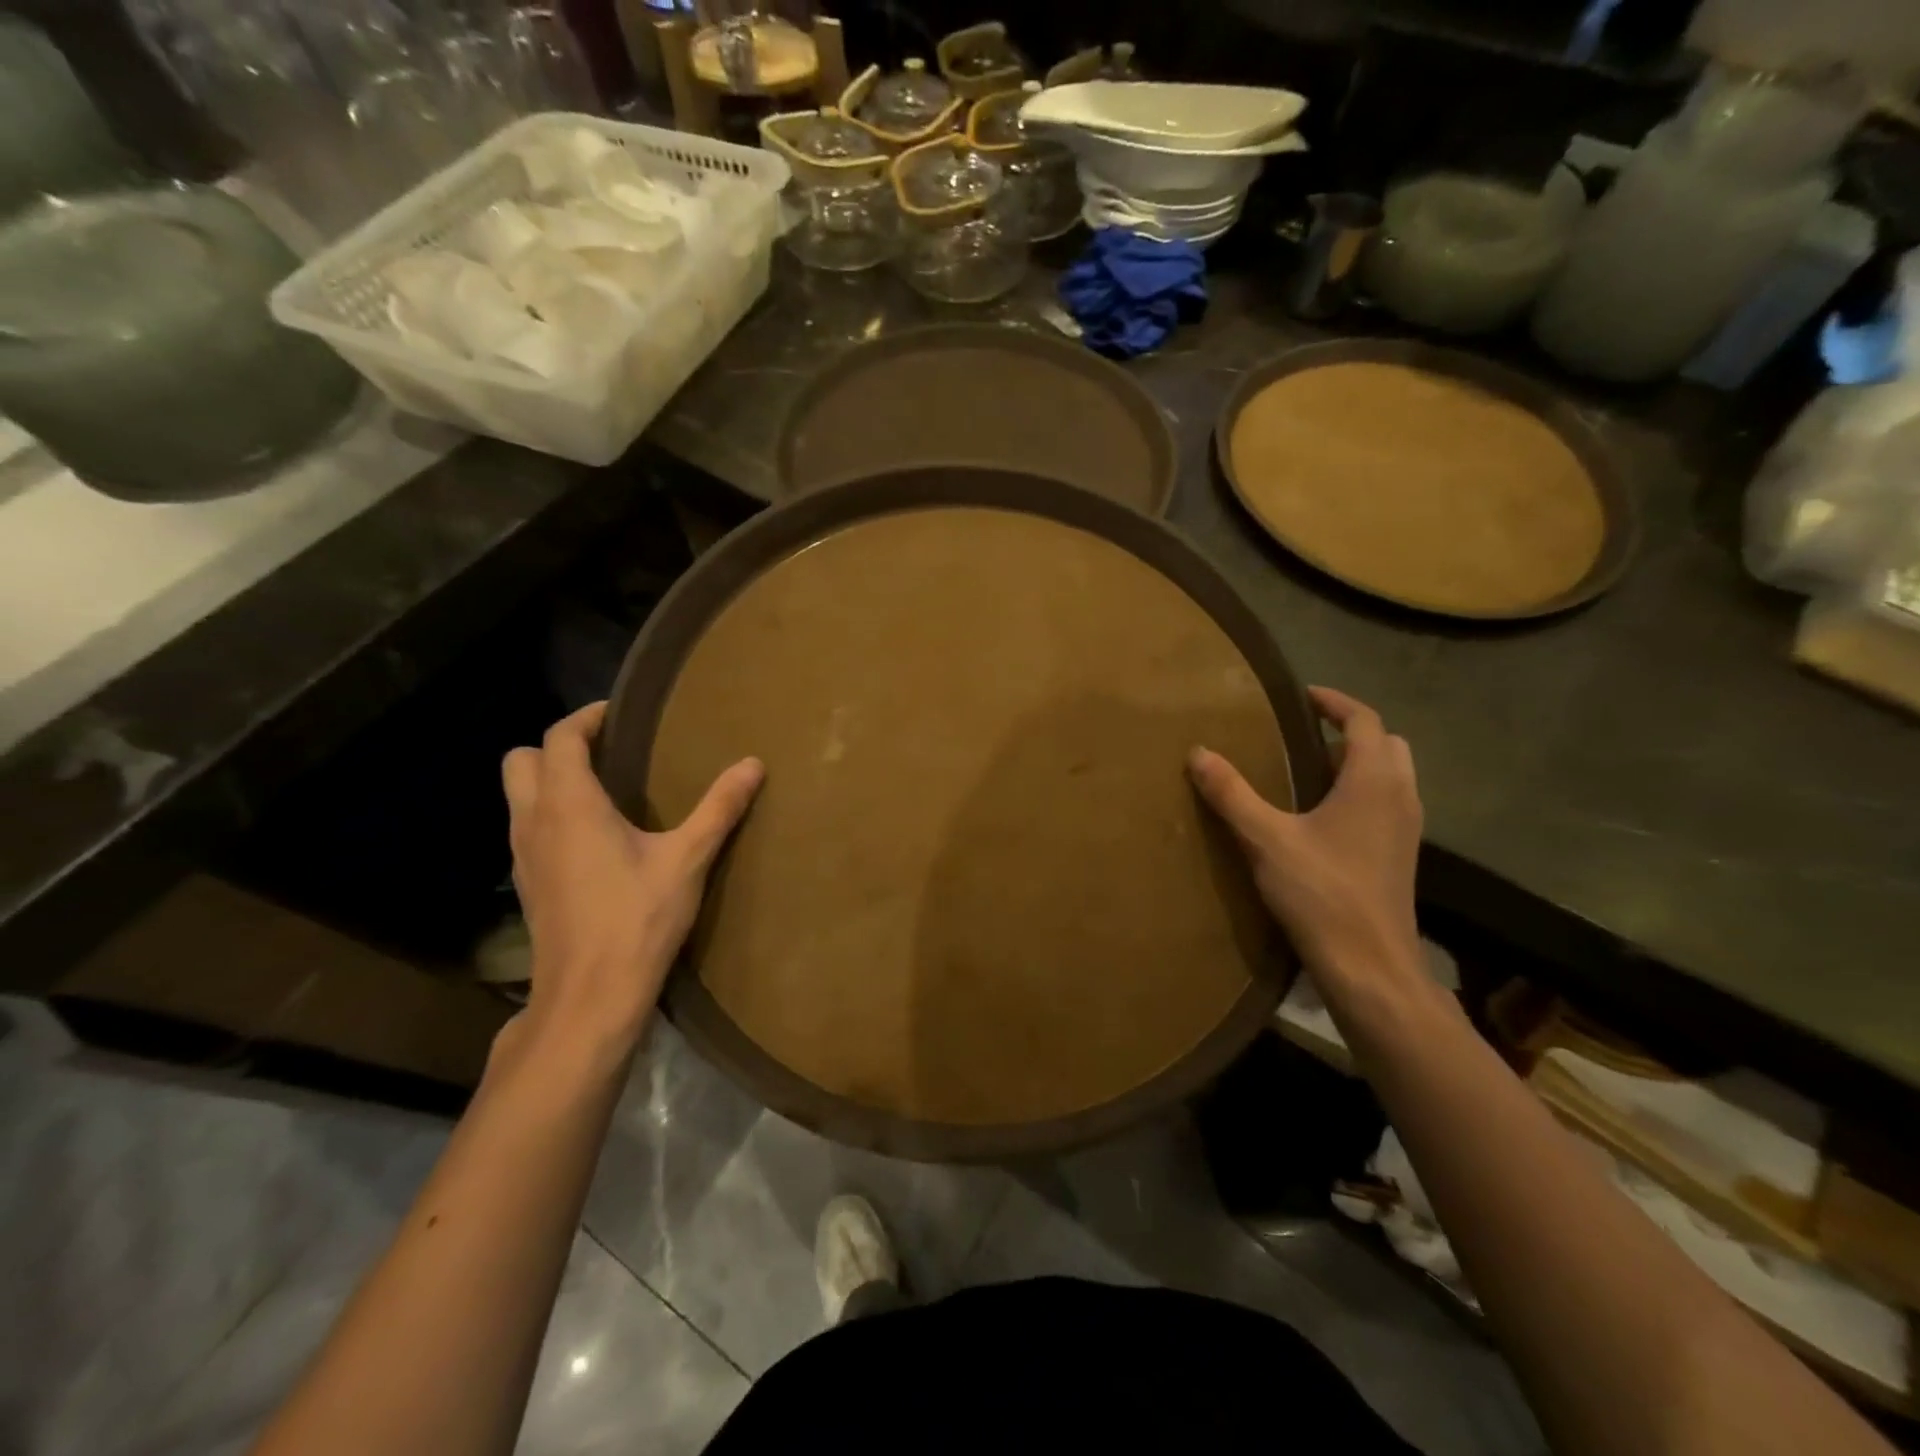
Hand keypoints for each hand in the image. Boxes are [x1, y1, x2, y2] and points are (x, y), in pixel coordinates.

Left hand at [501, 701, 763, 1049]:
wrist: (589, 995)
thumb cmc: (637, 919)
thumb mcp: (688, 859)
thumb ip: (719, 807)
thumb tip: (753, 764)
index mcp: (570, 804)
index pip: (560, 737)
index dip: (587, 717)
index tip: (620, 714)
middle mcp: (534, 821)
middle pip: (521, 760)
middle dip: (558, 746)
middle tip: (607, 751)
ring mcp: (523, 855)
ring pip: (518, 796)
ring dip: (550, 780)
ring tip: (605, 789)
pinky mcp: (527, 884)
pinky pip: (527, 828)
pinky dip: (550, 815)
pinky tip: (594, 838)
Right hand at [1188, 687, 1423, 999]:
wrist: (1370, 966)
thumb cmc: (1322, 893)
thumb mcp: (1266, 839)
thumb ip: (1232, 793)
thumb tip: (1198, 753)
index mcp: (1373, 781)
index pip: (1364, 720)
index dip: (1334, 702)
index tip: (1302, 696)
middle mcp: (1400, 797)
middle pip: (1386, 743)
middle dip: (1350, 730)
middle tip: (1305, 734)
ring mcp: (1405, 829)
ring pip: (1391, 775)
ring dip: (1358, 762)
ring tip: (1310, 770)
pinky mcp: (1399, 856)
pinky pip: (1386, 803)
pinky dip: (1361, 791)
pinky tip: (1322, 816)